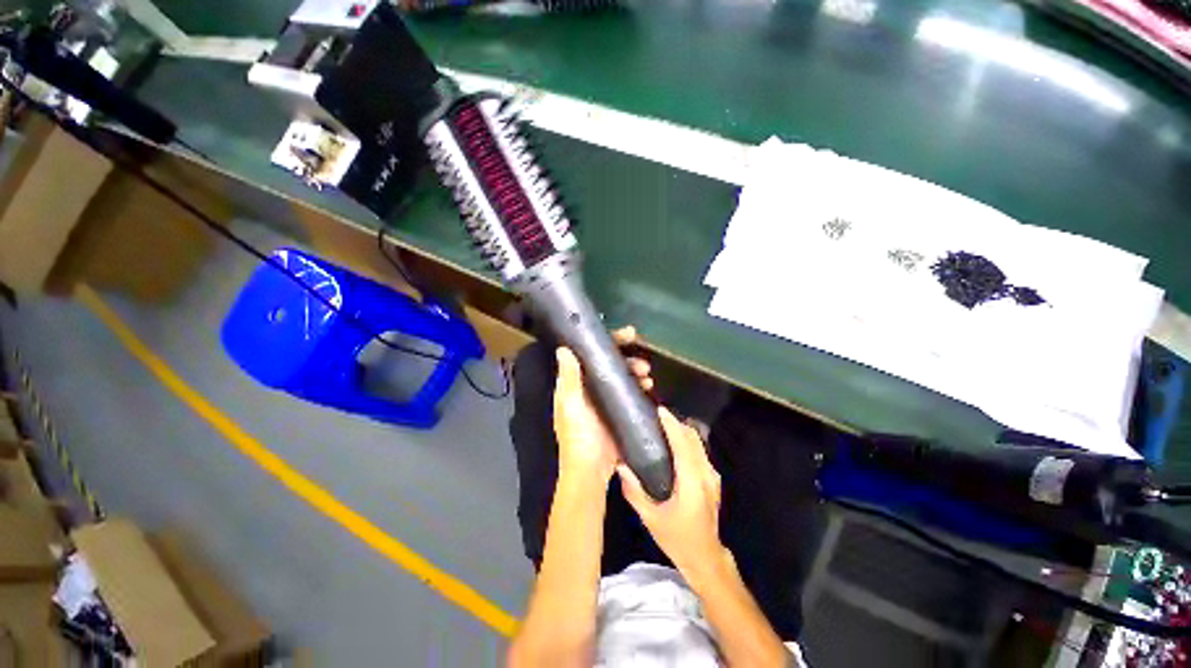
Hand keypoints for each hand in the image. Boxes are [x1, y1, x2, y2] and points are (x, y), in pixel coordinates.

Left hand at [553, 327, 652, 485]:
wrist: (591, 470)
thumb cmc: (578, 437)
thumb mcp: (571, 406)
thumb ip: (569, 378)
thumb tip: (563, 349)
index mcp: (576, 383)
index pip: (591, 354)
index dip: (609, 342)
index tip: (628, 334)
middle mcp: (590, 387)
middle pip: (610, 363)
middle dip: (627, 358)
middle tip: (643, 363)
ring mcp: (605, 399)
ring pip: (622, 376)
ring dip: (635, 371)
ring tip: (647, 375)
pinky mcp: (618, 410)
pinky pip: (629, 391)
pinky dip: (638, 386)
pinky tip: (648, 387)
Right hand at [618, 408, 724, 576]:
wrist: (706, 558)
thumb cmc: (677, 539)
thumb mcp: (651, 519)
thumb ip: (634, 491)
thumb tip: (621, 466)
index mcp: (692, 483)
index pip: (683, 445)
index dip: (672, 425)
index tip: (660, 410)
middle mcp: (706, 475)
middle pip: (693, 439)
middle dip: (676, 423)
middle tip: (656, 416)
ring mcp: (713, 477)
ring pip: (698, 443)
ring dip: (682, 430)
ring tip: (663, 426)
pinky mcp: (713, 479)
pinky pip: (700, 451)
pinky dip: (687, 441)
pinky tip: (674, 442)